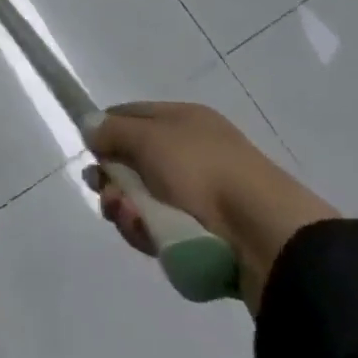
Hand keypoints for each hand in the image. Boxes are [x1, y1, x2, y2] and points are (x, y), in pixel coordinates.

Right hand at [85, 101, 338, 311]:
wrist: (268, 237)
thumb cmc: (202, 172)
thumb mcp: (148, 139)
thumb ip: (113, 131)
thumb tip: (89, 125)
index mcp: (184, 119)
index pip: (132, 116)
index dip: (106, 132)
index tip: (90, 154)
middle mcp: (193, 152)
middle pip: (136, 163)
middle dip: (114, 182)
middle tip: (107, 198)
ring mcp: (205, 196)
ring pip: (147, 201)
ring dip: (130, 212)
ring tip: (133, 222)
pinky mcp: (211, 237)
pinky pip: (167, 232)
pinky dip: (153, 236)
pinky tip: (152, 241)